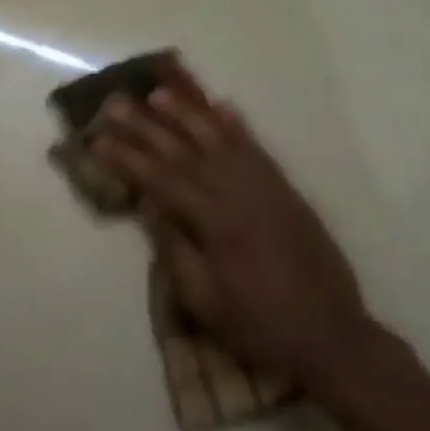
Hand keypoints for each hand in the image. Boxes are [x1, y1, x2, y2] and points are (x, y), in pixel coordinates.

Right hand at [93, 79, 377, 392]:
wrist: (332, 337)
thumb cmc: (258, 325)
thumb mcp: (204, 298)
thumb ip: (176, 246)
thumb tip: (150, 204)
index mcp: (216, 222)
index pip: (161, 180)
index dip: (126, 159)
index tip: (97, 140)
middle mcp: (240, 193)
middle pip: (185, 152)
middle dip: (147, 126)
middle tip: (116, 103)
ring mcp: (268, 189)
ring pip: (221, 140)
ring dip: (189, 114)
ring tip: (160, 93)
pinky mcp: (288, 193)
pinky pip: (259, 150)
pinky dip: (239, 127)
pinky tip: (224, 107)